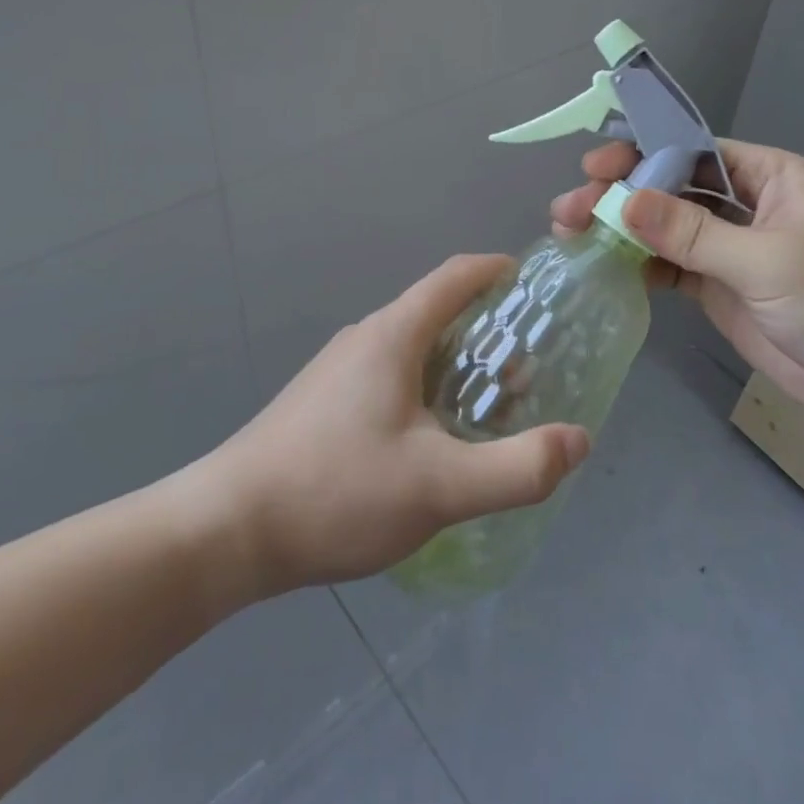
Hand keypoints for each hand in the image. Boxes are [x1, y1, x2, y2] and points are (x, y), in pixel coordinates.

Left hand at [213, 255, 591, 593]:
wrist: (225, 531)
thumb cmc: (337, 491)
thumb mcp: (441, 487)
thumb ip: (518, 467)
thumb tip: (577, 440)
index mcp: (393, 335)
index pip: (456, 276)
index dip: (499, 272)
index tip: (536, 290)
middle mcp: (365, 339)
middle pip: (437, 314)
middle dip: (488, 334)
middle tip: (528, 374)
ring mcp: (338, 371)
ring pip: (412, 351)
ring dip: (457, 369)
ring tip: (489, 414)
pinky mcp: (322, 403)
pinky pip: (389, 378)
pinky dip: (426, 391)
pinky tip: (433, 444)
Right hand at [551, 141, 803, 431]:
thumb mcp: (771, 260)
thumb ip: (695, 233)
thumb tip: (623, 202)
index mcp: (768, 176)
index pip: (692, 151)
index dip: (641, 152)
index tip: (594, 166)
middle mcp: (745, 206)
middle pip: (670, 188)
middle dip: (619, 193)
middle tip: (569, 209)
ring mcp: (731, 250)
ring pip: (664, 228)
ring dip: (620, 230)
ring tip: (570, 234)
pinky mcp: (722, 289)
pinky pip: (671, 267)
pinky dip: (638, 265)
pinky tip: (603, 265)